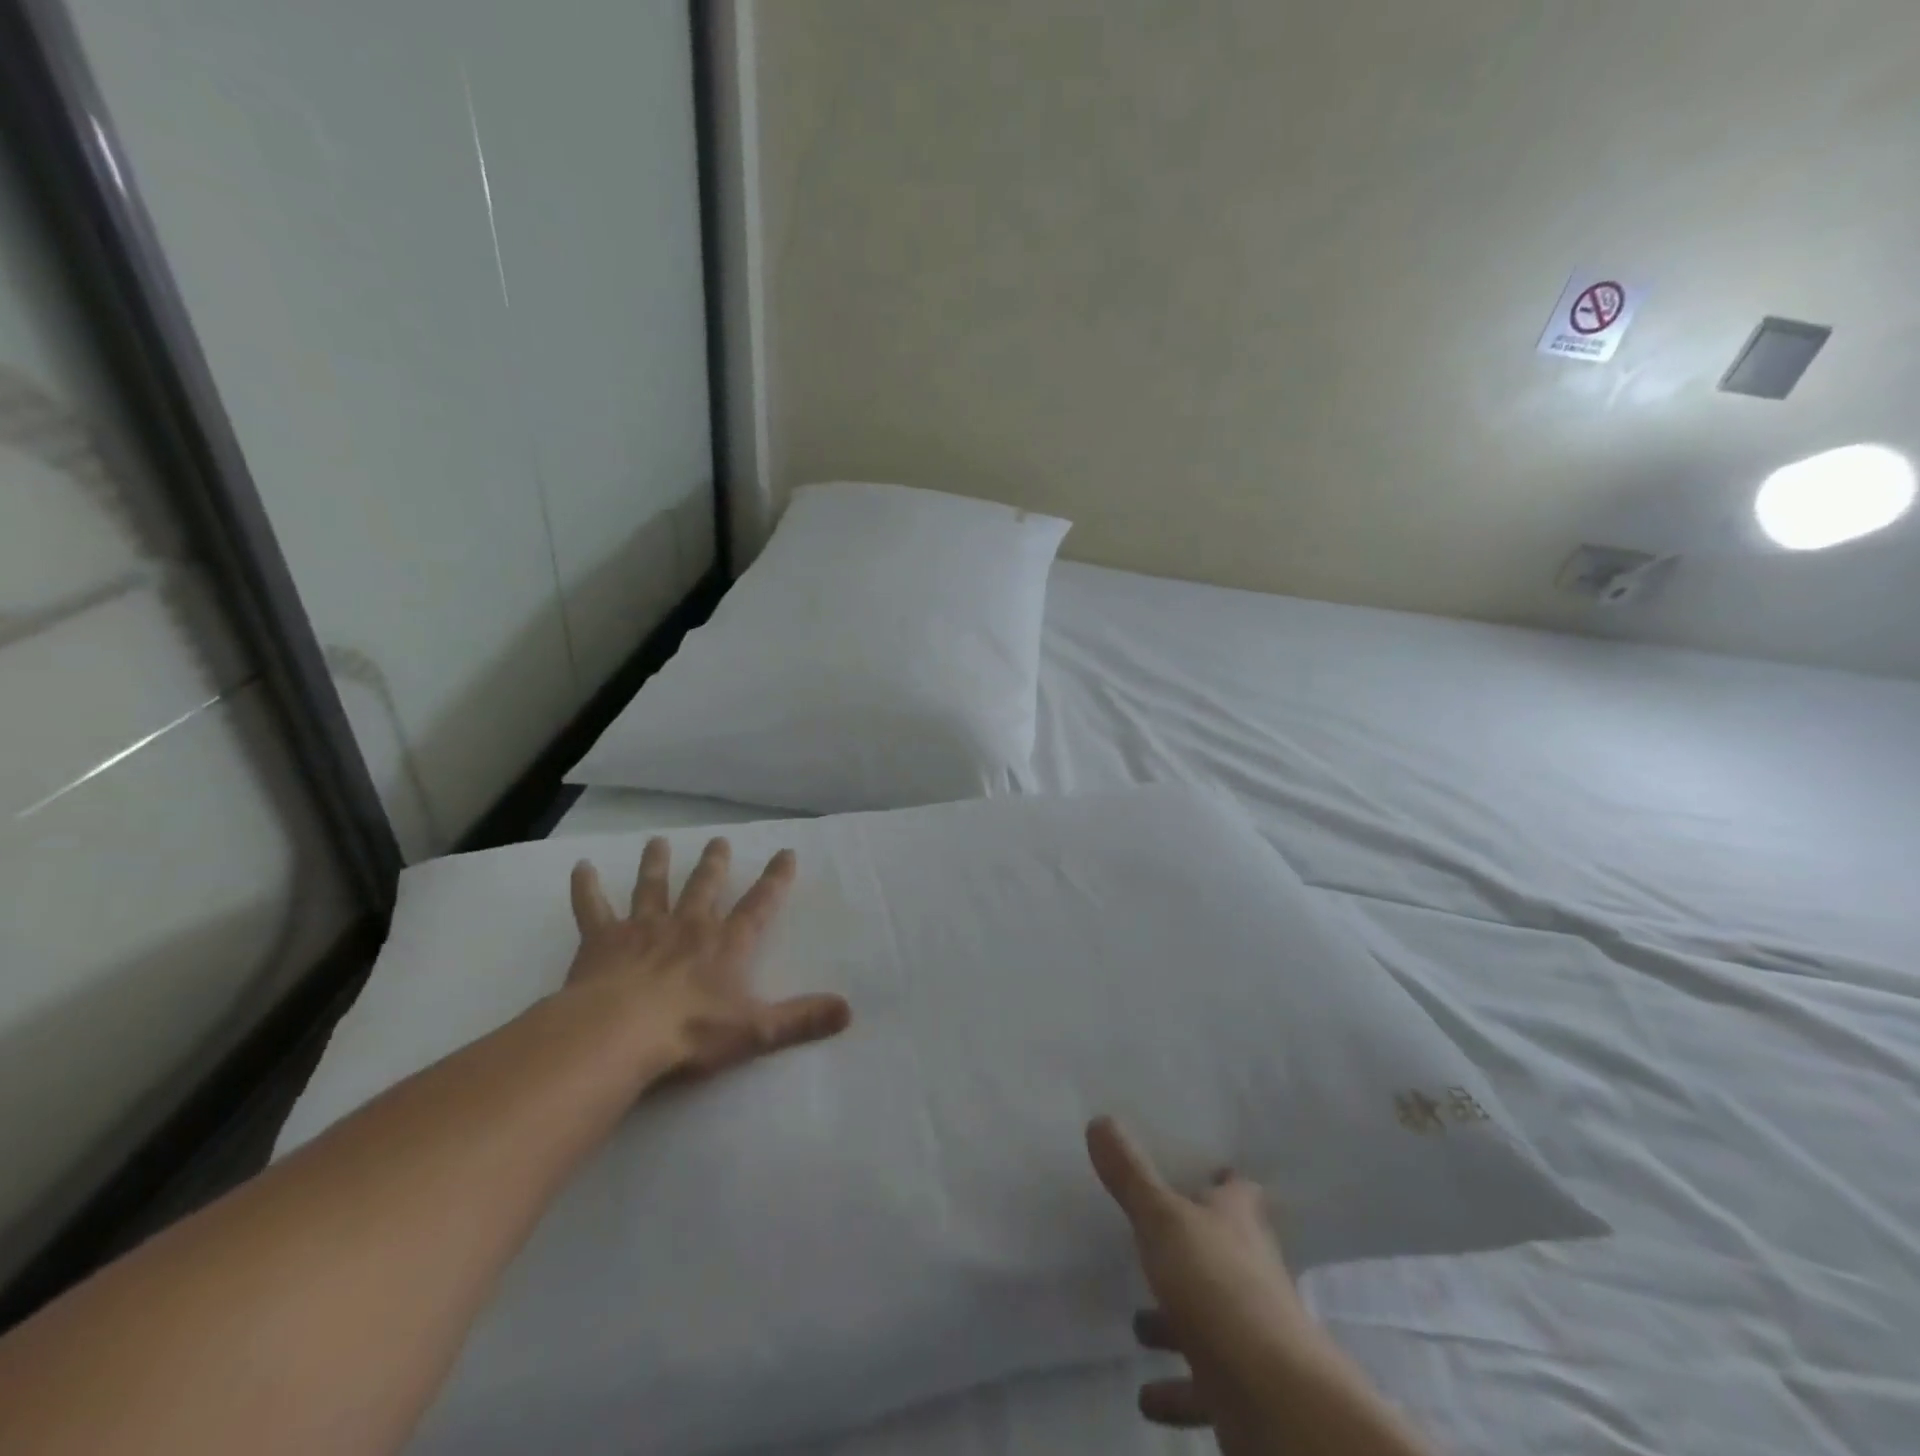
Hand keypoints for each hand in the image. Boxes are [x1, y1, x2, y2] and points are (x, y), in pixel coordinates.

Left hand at [567, 837, 851, 1083]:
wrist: (619, 1034)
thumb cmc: (691, 1031)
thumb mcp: (755, 1030)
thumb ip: (801, 1019)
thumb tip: (849, 1010)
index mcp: (726, 944)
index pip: (759, 905)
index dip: (775, 879)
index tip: (786, 853)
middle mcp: (688, 926)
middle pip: (704, 886)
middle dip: (714, 864)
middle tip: (719, 841)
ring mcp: (643, 928)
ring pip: (652, 887)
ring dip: (656, 864)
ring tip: (657, 841)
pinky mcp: (602, 940)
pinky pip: (592, 908)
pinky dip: (586, 888)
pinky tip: (580, 868)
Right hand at [1087, 1117, 1321, 1450]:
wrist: (1272, 1396)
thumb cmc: (1216, 1285)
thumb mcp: (1161, 1217)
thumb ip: (1129, 1174)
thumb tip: (1100, 1119)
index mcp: (1238, 1223)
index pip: (1238, 1191)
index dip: (1224, 1181)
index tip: (1205, 1172)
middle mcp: (1250, 1271)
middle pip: (1223, 1252)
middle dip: (1190, 1250)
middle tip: (1152, 1243)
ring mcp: (1250, 1333)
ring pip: (1210, 1318)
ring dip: (1175, 1322)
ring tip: (1137, 1324)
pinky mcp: (1242, 1389)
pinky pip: (1202, 1385)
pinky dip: (1175, 1389)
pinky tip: (1145, 1396)